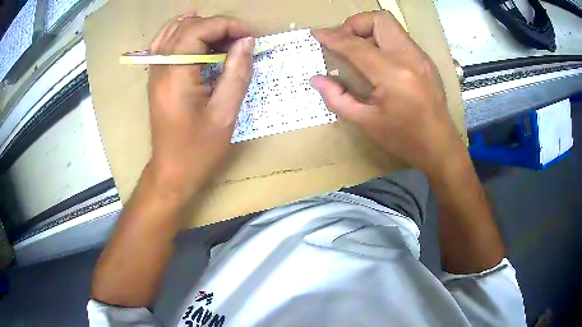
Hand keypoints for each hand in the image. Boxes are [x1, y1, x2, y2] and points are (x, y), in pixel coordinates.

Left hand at [147, 14, 254, 199]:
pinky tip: (195, 33)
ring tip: (224, 35)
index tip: (249, 36)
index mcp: (175, 74)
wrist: (171, 172)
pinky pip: (165, 43)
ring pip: (173, 31)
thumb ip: (237, 72)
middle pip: (186, 26)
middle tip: (240, 39)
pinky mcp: (156, 77)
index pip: (199, 29)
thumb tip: (247, 41)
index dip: (227, 25)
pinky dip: (182, 33)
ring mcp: (155, 71)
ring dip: (201, 27)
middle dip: (217, 25)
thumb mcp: (225, 113)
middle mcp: (160, 66)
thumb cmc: (198, 149)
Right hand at [310, 11, 464, 176]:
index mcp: (393, 74)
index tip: (317, 35)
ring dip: (369, 30)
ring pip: (390, 25)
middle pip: (379, 19)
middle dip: (355, 24)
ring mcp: (421, 57)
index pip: (356, 45)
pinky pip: (400, 38)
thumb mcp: (366, 123)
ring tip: (359, 50)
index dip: (333, 37)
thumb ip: (337, 98)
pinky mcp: (425, 60)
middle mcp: (409, 57)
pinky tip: (378, 60)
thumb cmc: (404, 139)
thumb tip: (316, 79)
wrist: (439, 146)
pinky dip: (383, 40)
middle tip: (344, 42)